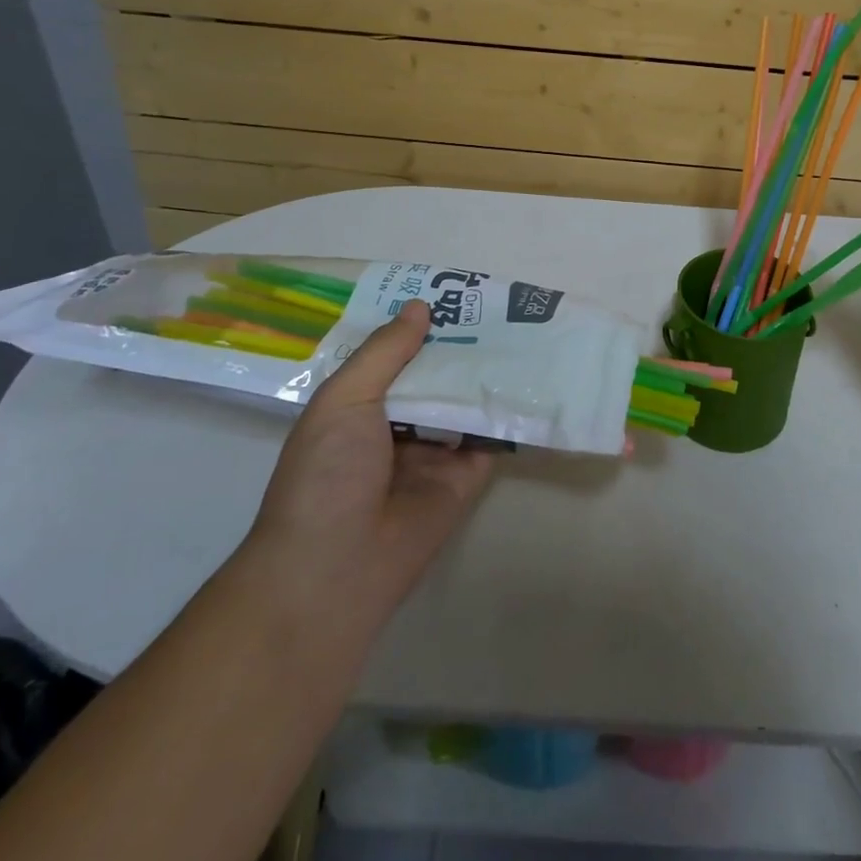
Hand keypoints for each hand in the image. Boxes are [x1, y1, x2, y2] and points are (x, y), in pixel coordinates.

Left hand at [244, 300, 494, 621]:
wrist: (337, 569)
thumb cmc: (326, 474)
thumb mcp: (344, 400)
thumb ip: (385, 352)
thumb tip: (420, 306)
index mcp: (359, 406)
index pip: (394, 355)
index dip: (418, 325)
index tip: (451, 292)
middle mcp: (397, 424)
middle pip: (435, 375)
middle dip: (460, 345)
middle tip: (499, 305)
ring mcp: (434, 452)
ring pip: (466, 402)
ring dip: (488, 373)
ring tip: (524, 329)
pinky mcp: (466, 478)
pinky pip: (491, 438)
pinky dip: (509, 412)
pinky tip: (534, 378)